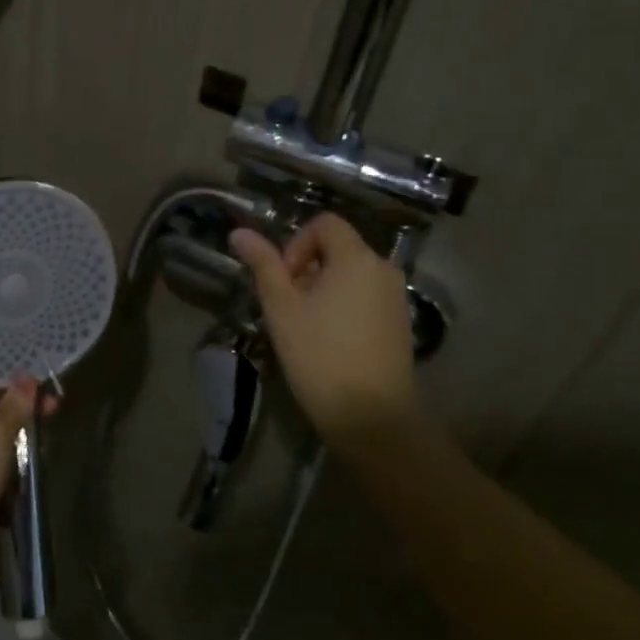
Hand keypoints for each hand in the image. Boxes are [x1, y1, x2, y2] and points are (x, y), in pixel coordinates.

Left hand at [0, 377, 57, 565]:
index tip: (40, 387)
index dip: (10, 387)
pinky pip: (2, 477)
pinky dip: (17, 476)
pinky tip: (37, 473)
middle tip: (54, 412)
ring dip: (22, 449)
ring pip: (1, 450)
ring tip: (47, 444)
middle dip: (22, 418)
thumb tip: (26, 376)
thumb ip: (15, 403)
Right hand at [230, 214, 416, 437]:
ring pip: (350, 274)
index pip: (324, 224)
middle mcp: (383, 269)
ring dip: (323, 287)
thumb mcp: (281, 306)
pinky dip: (343, 305)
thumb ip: (263, 264)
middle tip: (288, 305)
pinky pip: (365, 296)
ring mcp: (396, 297)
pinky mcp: (400, 323)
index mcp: (356, 258)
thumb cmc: (319, 353)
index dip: (296, 243)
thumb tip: (239, 233)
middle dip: (307, 268)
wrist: (370, 415)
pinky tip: (329, 339)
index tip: (284, 280)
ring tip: (305, 324)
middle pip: (338, 248)